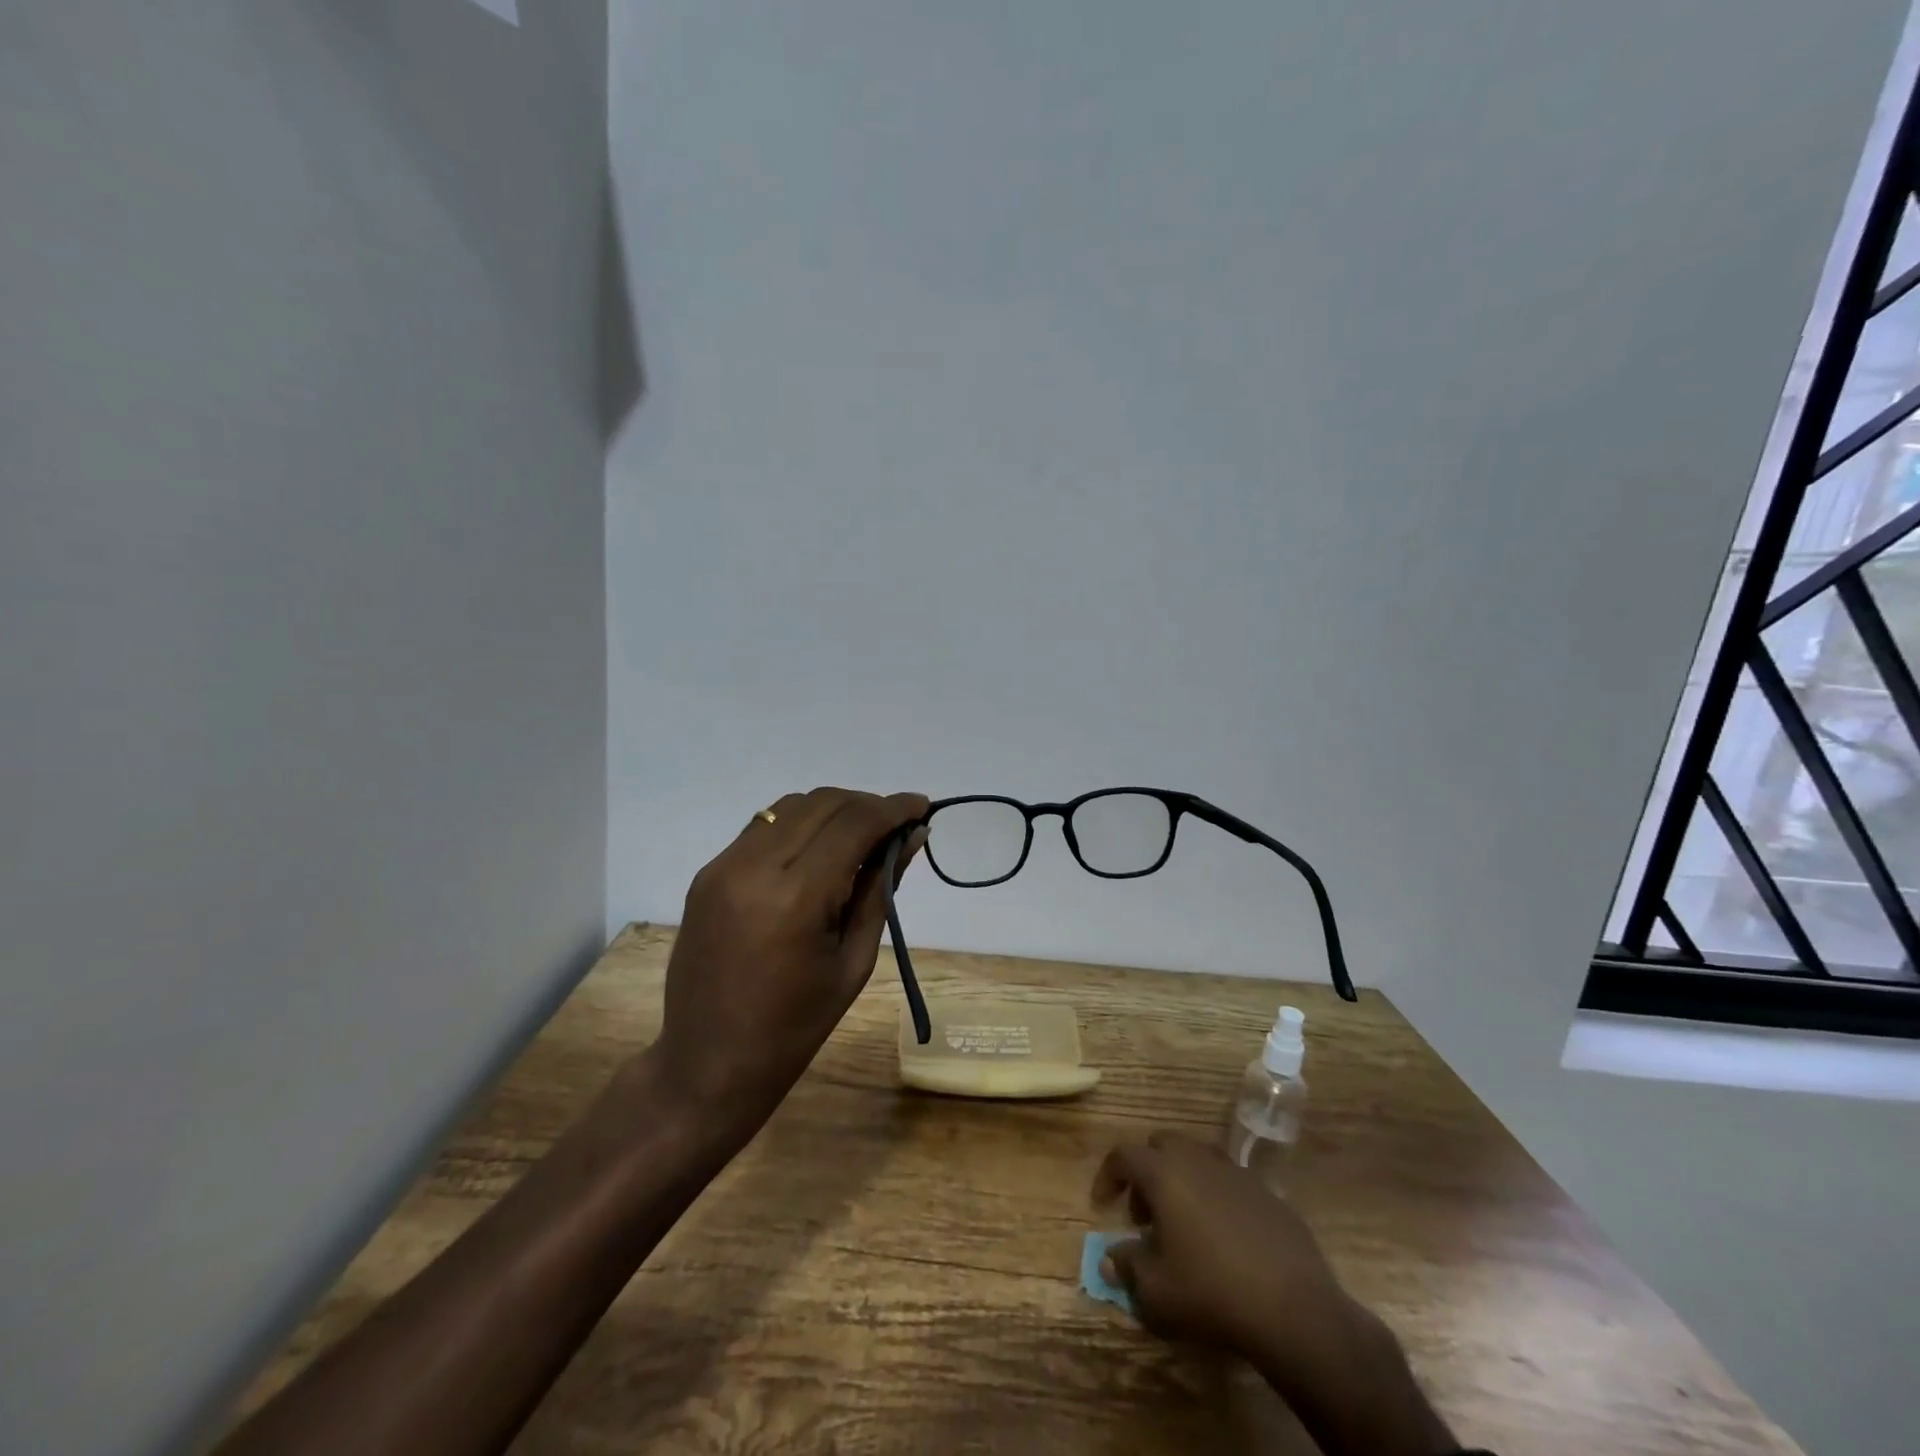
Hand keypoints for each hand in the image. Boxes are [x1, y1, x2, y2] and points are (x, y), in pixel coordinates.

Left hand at [653, 787, 927, 1137]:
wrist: (707, 1064)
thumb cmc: (795, 1027)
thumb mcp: (853, 961)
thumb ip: (881, 890)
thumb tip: (912, 837)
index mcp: (795, 898)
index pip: (853, 824)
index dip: (893, 808)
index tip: (922, 806)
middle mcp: (754, 867)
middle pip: (822, 803)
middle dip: (866, 804)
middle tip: (896, 826)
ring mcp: (723, 866)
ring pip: (790, 806)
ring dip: (833, 810)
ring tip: (860, 837)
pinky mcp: (707, 874)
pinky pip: (762, 827)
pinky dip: (799, 825)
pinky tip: (818, 851)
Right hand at [1093, 1132, 1456, 1455]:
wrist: (1293, 1309)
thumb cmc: (1210, 1292)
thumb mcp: (1156, 1290)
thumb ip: (1127, 1267)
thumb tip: (1110, 1257)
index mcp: (1164, 1173)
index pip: (1123, 1155)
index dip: (1108, 1176)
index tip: (1102, 1205)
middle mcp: (1197, 1159)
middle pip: (1161, 1145)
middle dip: (1146, 1173)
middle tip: (1145, 1215)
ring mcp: (1236, 1172)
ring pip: (1197, 1158)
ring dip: (1181, 1180)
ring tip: (1183, 1225)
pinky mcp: (1267, 1193)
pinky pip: (1229, 1181)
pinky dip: (1215, 1197)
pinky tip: (1223, 1239)